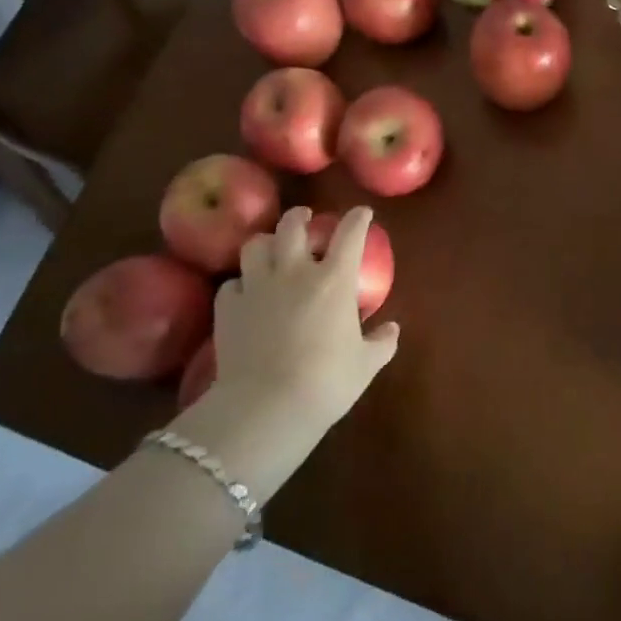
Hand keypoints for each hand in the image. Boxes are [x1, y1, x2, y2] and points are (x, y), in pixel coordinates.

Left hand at [176, 206, 398, 497]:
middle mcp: (295, 271)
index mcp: (334, 279)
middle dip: (300, 216)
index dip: (358, 218)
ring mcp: (257, 286)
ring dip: (266, 242)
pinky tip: (246, 293)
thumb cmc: (326, 382)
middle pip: (293, 225)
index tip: (362, 214)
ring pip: (256, 245)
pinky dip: (241, 283)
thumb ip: (381, 343)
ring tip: (272, 249)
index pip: (350, 233)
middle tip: (306, 219)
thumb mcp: (365, 365)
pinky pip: (232, 283)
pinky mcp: (228, 308)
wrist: (266, 407)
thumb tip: (392, 329)